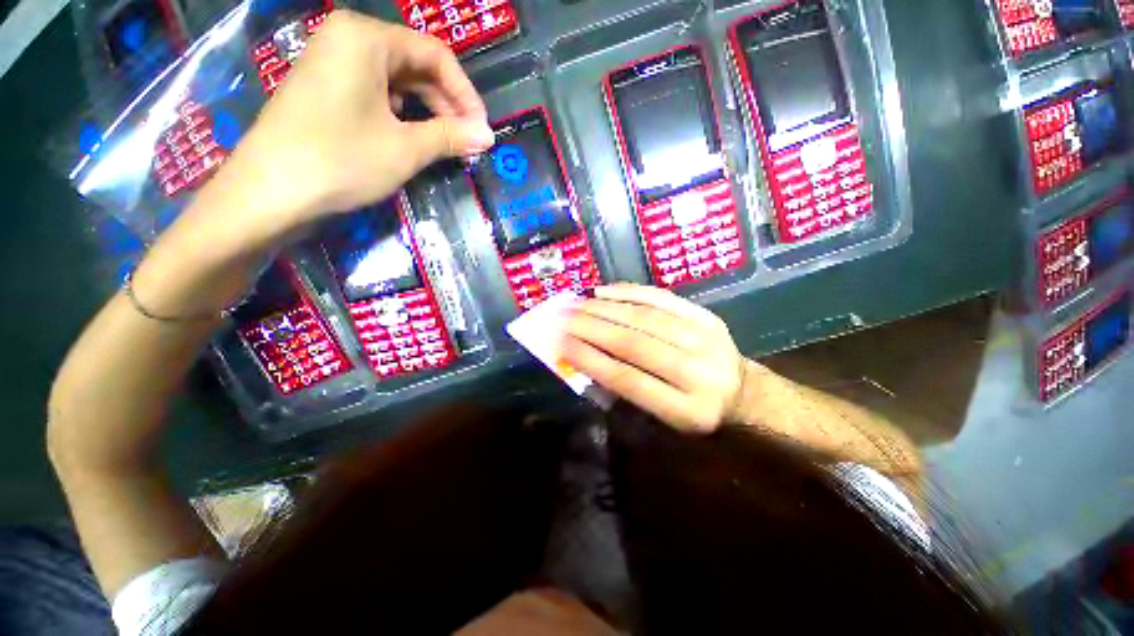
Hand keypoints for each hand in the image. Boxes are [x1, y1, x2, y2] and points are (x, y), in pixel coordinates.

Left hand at [206, 10, 493, 245]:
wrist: (271, 191)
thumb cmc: (342, 160)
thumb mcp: (406, 149)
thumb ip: (451, 137)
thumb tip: (488, 136)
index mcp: (367, 38)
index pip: (436, 55)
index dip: (466, 94)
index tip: (483, 130)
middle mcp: (349, 39)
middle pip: (417, 65)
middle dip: (448, 105)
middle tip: (469, 142)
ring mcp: (334, 63)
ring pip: (398, 81)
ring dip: (429, 113)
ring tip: (449, 145)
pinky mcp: (327, 89)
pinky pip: (377, 93)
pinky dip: (403, 115)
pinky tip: (416, 139)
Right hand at [561, 284, 747, 432]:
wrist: (744, 393)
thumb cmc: (695, 413)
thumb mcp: (663, 420)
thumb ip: (626, 393)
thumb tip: (585, 359)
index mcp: (685, 409)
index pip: (627, 379)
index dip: (590, 360)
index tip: (559, 344)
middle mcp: (697, 372)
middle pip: (634, 343)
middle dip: (590, 328)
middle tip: (559, 316)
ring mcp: (704, 338)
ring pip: (644, 317)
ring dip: (603, 308)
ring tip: (574, 302)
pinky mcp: (706, 316)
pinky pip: (661, 298)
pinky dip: (628, 292)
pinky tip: (603, 291)